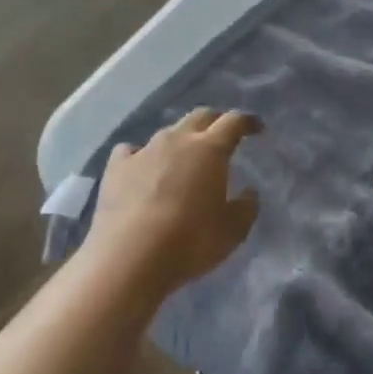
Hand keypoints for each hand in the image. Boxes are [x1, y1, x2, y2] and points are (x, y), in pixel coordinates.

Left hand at [89, 108, 260, 294]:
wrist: (129, 257)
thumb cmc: (190, 241)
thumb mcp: (232, 231)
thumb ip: (246, 207)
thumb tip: (249, 192)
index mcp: (210, 149)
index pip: (234, 122)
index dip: (247, 121)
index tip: (256, 127)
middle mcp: (178, 139)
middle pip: (200, 116)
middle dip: (214, 121)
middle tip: (222, 135)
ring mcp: (145, 150)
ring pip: (167, 132)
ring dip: (180, 140)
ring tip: (183, 157)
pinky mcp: (117, 167)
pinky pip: (131, 150)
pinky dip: (141, 156)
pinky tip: (141, 169)